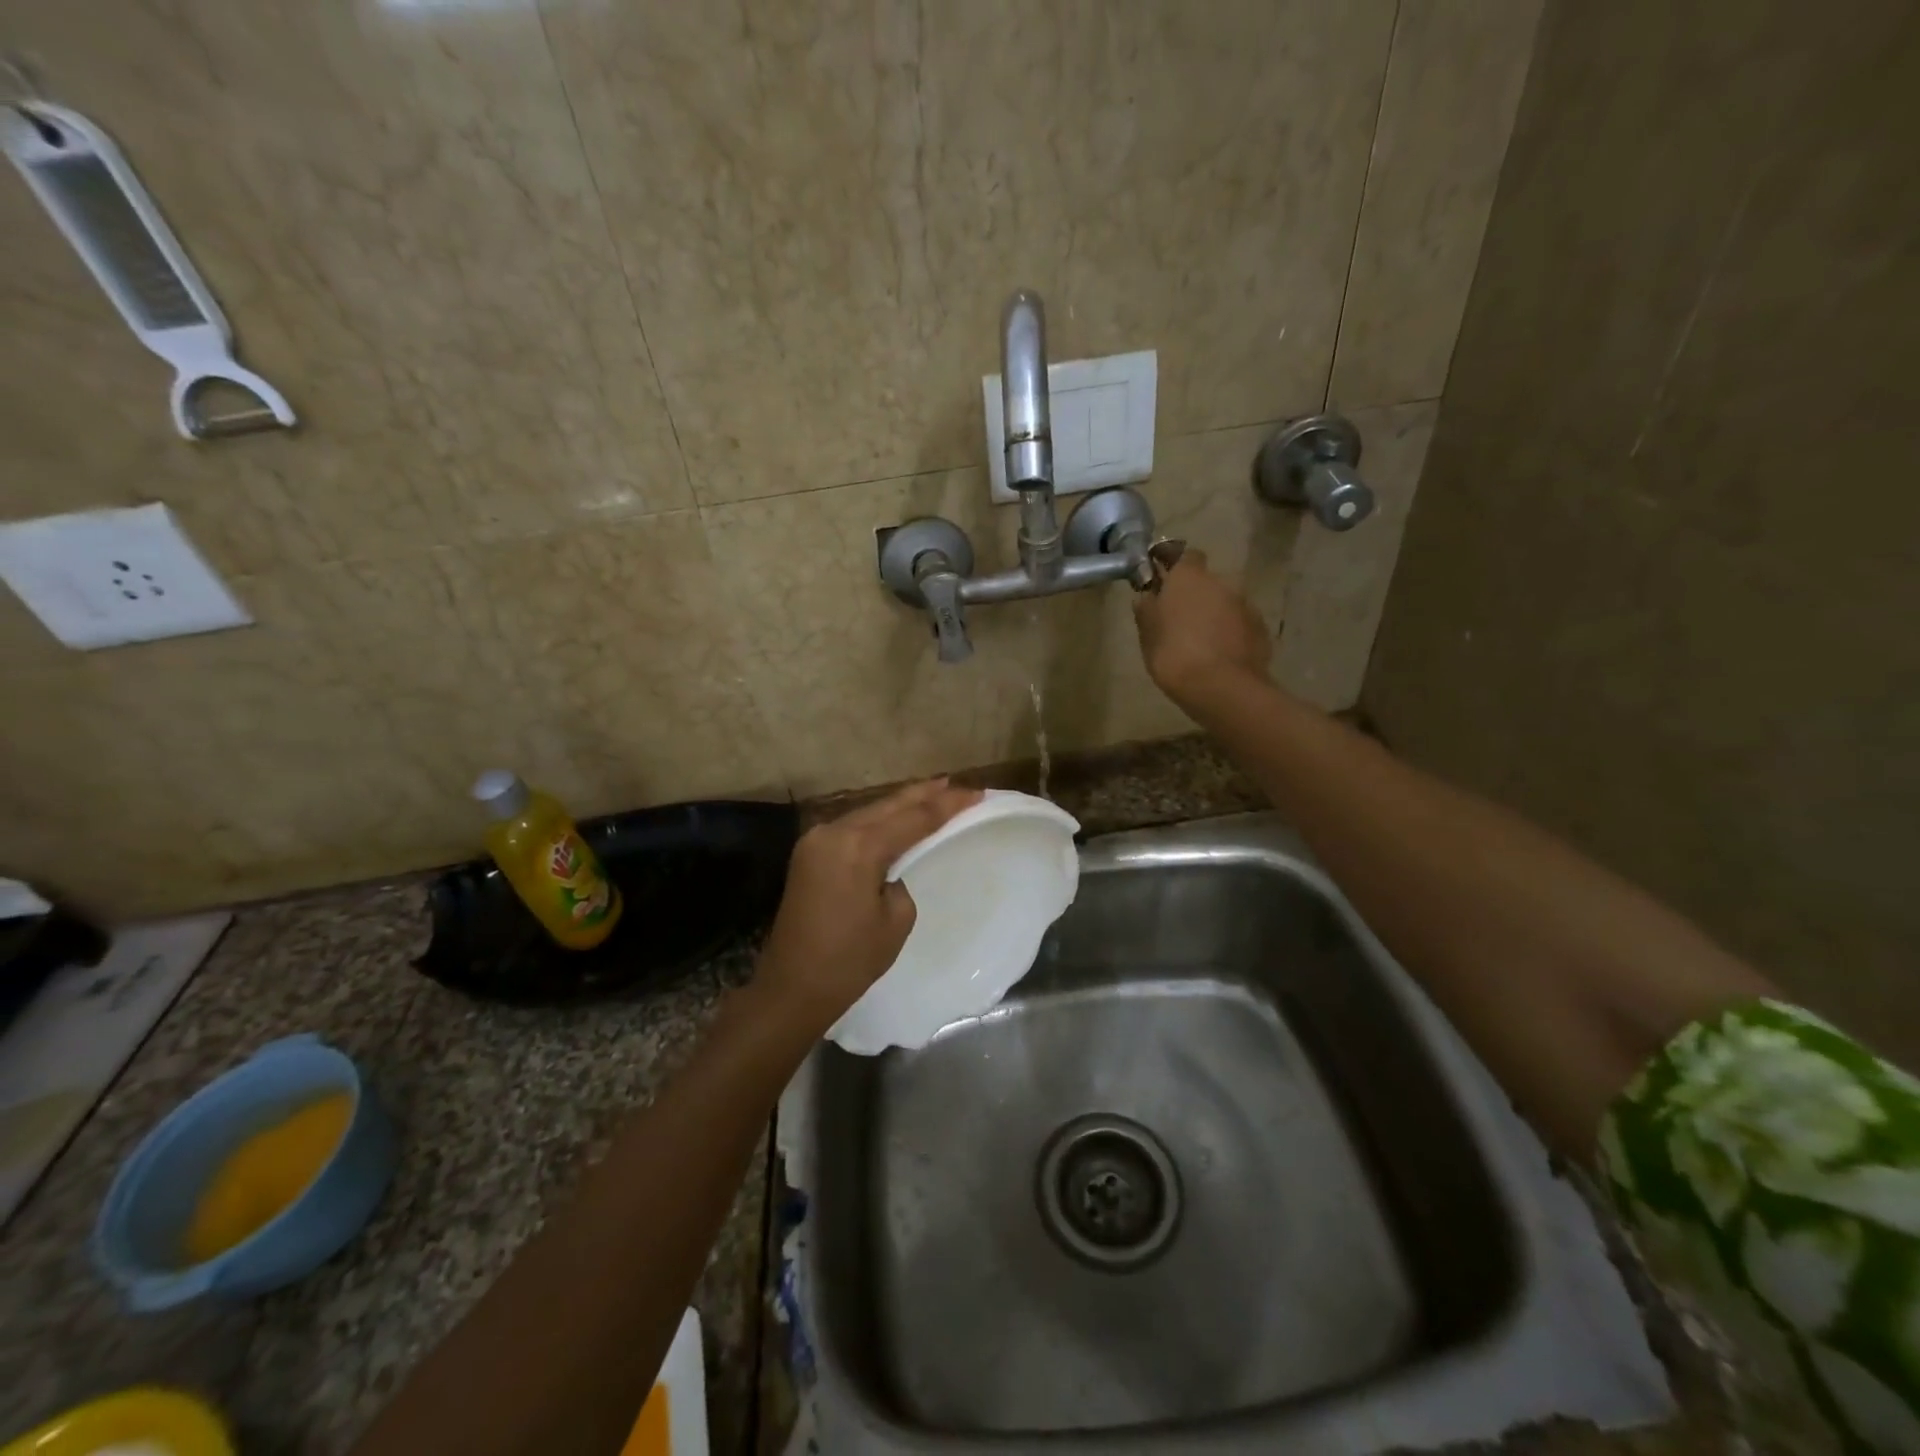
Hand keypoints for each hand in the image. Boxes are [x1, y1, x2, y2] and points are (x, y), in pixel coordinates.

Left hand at [754, 779, 983, 1031]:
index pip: (913, 817)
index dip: (948, 805)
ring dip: (902, 804)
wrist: (791, 987)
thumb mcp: (895, 920)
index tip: (977, 793)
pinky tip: (898, 817)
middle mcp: (833, 832)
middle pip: (888, 805)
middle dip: (925, 794)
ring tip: (935, 793)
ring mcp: (816, 840)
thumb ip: (901, 879)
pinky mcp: (809, 853)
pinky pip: (852, 827)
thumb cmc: (849, 961)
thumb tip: (891, 868)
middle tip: (959, 784)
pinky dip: (879, 821)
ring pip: (869, 812)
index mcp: (858, 847)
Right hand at [1133, 549, 1271, 702]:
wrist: (1221, 687)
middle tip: (1178, 619)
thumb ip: (1147, 610)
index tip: (1162, 579)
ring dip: (1214, 614)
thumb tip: (1146, 596)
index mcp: (1189, 577)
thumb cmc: (1174, 655)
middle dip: (1194, 594)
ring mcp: (1245, 604)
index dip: (1173, 564)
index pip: (1183, 554)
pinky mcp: (1260, 628)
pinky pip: (1239, 623)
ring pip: (1224, 602)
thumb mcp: (1148, 634)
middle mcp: (1221, 581)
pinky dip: (1230, 632)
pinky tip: (1219, 654)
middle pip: (1206, 581)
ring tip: (1200, 641)